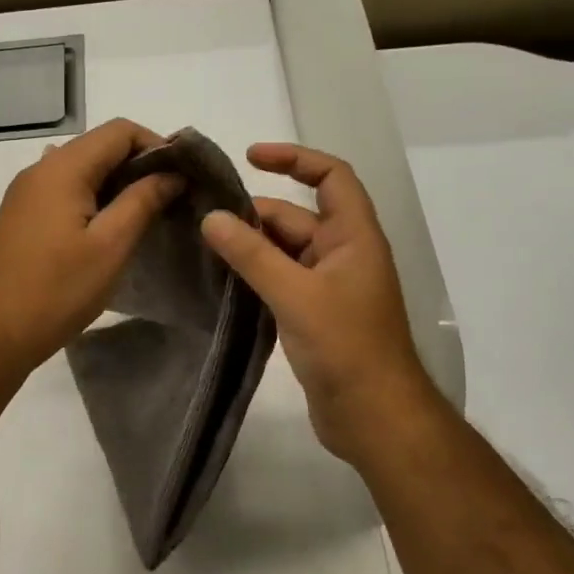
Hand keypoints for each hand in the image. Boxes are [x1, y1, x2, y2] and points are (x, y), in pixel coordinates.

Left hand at [0, 119, 181, 376]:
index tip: (182, 179)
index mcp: (62, 168)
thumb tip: (172, 173)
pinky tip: (107, 233)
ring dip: (116, 186)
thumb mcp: (110, 246)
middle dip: (139, 167)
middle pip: (98, 148)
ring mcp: (24, 195)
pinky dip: (92, 202)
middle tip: (169, 202)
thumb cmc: (56, 290)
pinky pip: (63, 194)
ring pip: (81, 172)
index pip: (119, 131)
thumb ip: (143, 201)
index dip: (157, 146)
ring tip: (144, 218)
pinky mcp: (20, 218)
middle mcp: (39, 170)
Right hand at [201, 143, 437, 463]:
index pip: (330, 177)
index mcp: (353, 237)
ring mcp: (327, 287)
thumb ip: (252, 254)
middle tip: (201, 219)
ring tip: (201, 248)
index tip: (249, 157)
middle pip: (296, 217)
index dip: (293, 159)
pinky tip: (219, 282)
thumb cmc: (345, 346)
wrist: (373, 415)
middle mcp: (342, 255)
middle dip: (253, 214)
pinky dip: (253, 276)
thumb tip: (211, 218)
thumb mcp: (295, 294)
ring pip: (283, 252)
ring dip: (249, 247)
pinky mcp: (312, 315)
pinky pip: (279, 281)